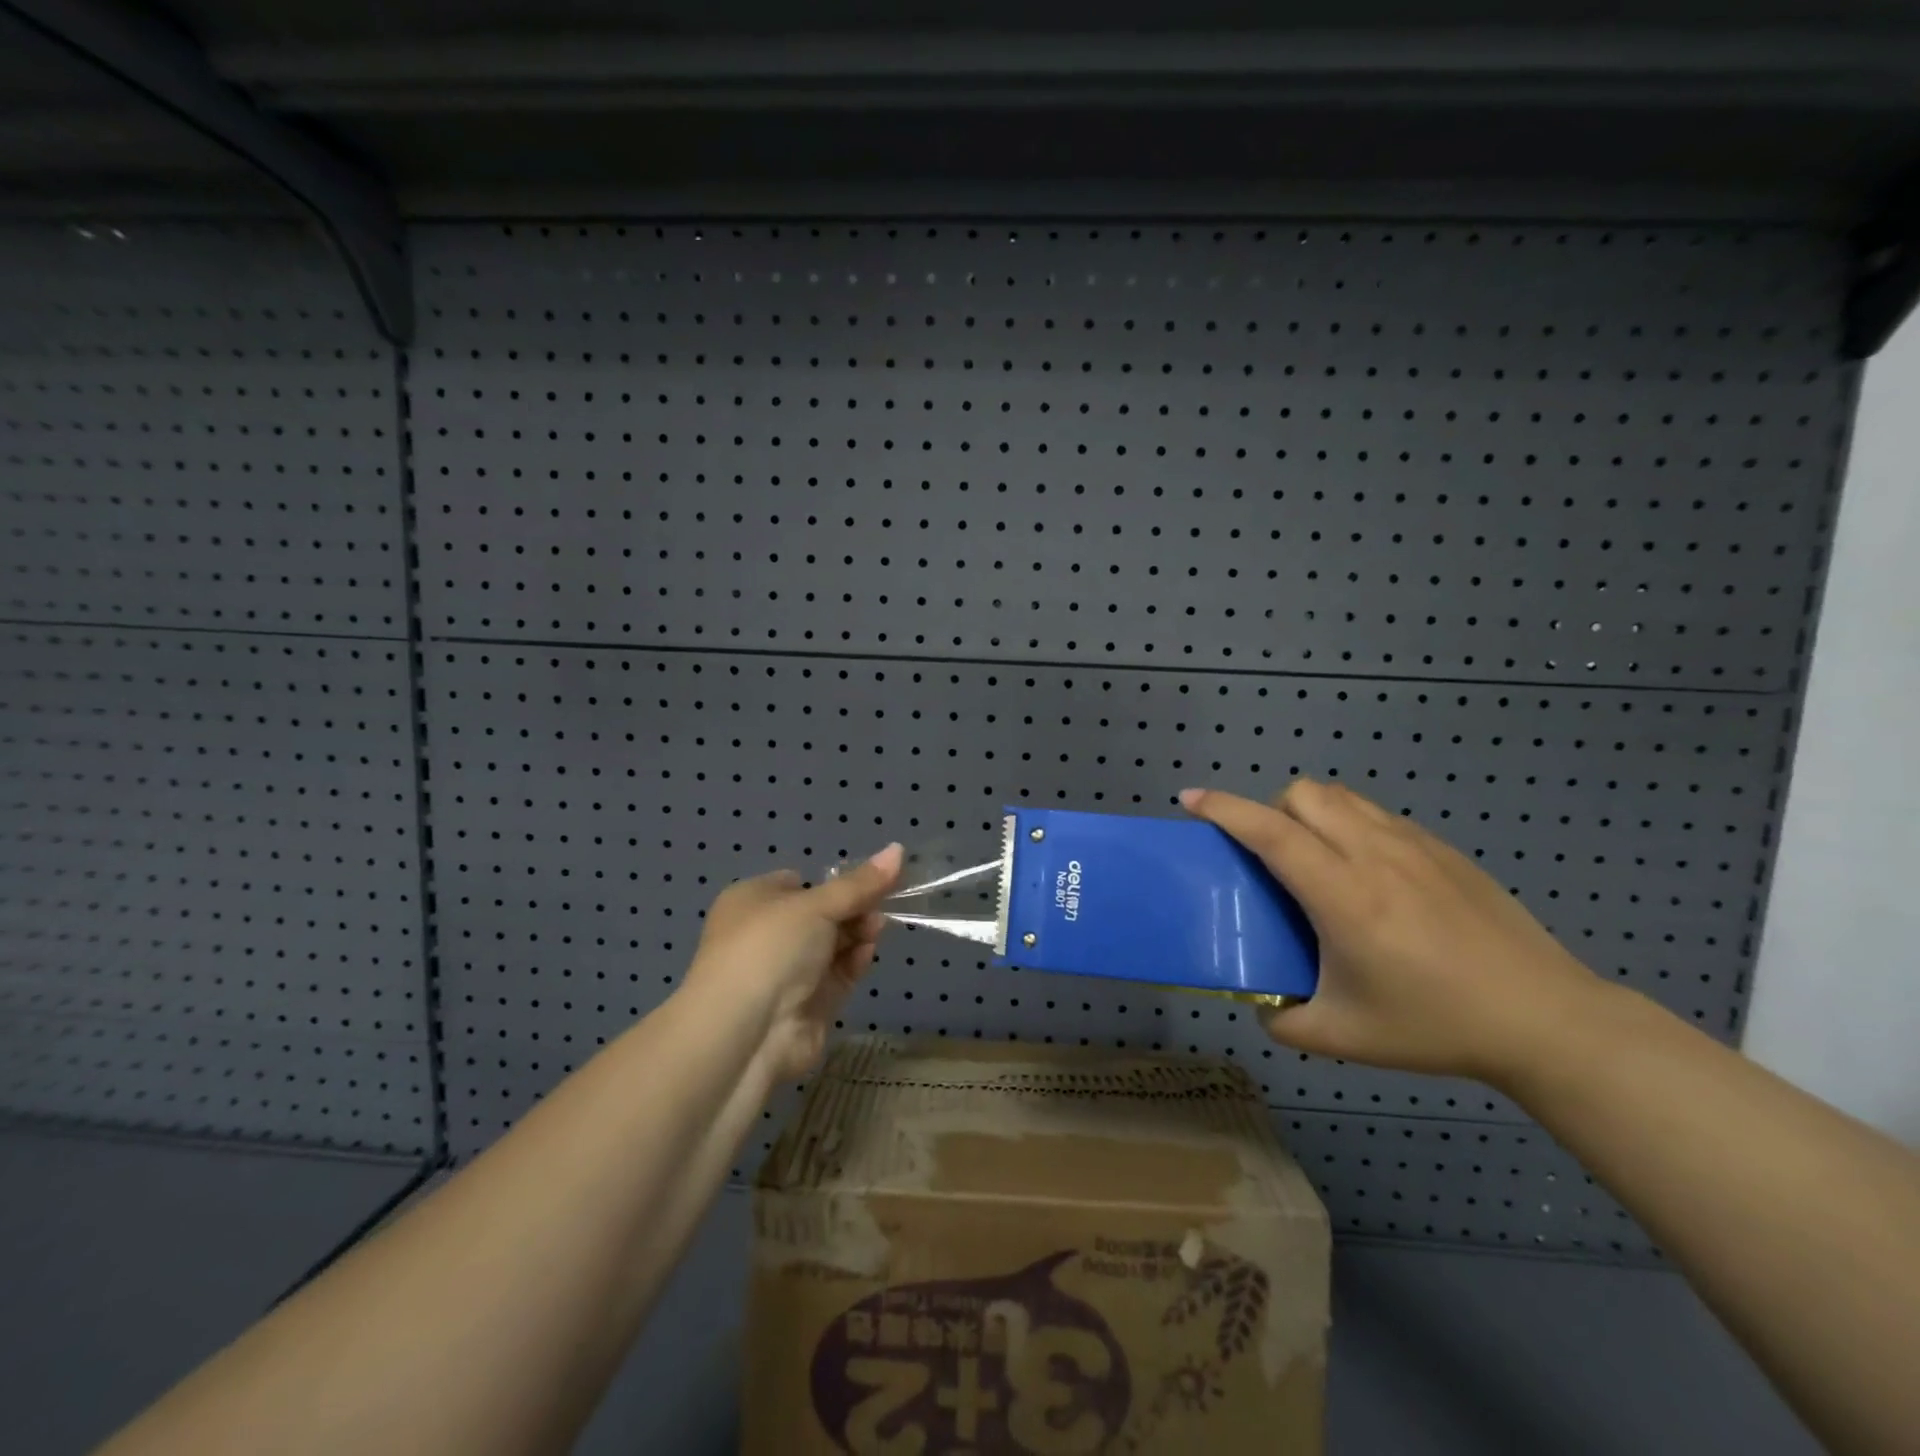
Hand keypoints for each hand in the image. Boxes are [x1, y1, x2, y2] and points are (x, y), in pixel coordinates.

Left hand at [683, 844, 904, 1080]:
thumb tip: (898, 849)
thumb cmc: (770, 947)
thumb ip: (860, 883)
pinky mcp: (807, 1004)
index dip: (833, 882)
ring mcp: (786, 972)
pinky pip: (837, 975)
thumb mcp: (816, 905)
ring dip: (857, 934)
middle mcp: (766, 935)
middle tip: (880, 905)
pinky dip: (854, 962)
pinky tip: (867, 954)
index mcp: (753, 901)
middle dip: (853, 909)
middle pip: (821, 914)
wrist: (744, 1032)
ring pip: (833, 945)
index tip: (870, 880)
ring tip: (877, 928)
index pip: (798, 883)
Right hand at [1180, 780, 1609, 1085]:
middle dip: (1271, 811)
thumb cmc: (1435, 1025)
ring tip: (1316, 858)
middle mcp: (1373, 854)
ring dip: (1310, 812)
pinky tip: (1367, 874)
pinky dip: (1350, 824)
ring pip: (1340, 796)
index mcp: (1342, 895)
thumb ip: (1283, 1020)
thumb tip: (1259, 1004)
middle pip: (1302, 795)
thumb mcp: (1343, 1035)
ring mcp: (1413, 845)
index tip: (1190, 800)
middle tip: (1271, 854)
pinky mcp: (1442, 849)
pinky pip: (1376, 814)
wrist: (1545, 1019)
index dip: (1223, 810)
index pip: (1269, 832)